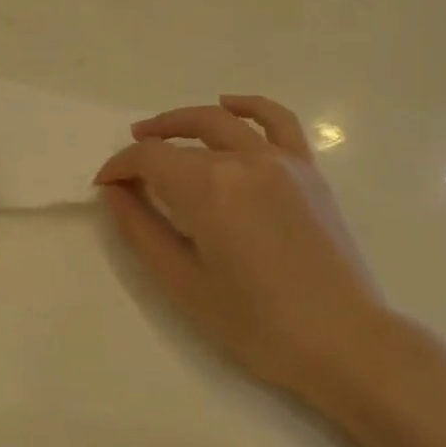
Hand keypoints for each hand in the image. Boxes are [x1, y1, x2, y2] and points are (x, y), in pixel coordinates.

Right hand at [95, 96, 401, 410]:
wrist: (341, 341)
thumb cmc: (253, 322)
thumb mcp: (180, 281)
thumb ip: (140, 229)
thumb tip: (116, 192)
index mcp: (208, 188)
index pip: (149, 159)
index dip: (119, 168)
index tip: (104, 187)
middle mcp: (244, 160)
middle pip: (183, 137)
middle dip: (146, 145)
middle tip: (125, 165)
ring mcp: (281, 160)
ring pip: (223, 120)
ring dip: (185, 120)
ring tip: (160, 130)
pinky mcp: (307, 171)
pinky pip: (277, 121)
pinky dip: (249, 106)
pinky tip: (229, 105)